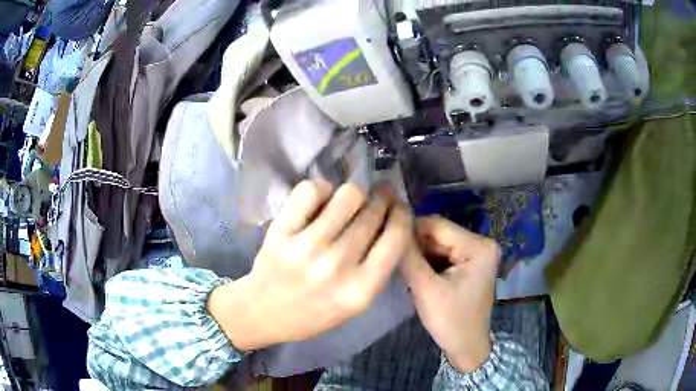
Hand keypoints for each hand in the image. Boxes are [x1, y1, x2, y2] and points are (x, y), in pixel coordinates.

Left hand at [208, 180, 411, 350]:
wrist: (263, 312)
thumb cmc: (314, 313)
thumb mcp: (357, 303)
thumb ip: (377, 267)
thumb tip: (391, 220)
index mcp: (361, 289)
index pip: (396, 237)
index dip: (402, 214)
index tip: (399, 207)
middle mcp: (337, 265)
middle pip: (373, 212)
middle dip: (382, 200)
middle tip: (379, 197)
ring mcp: (306, 245)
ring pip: (348, 195)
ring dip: (355, 194)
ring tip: (350, 202)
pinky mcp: (282, 231)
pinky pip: (311, 190)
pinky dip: (321, 190)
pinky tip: (321, 202)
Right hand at [401, 216, 499, 372]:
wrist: (466, 346)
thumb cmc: (450, 320)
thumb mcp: (426, 289)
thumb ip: (409, 258)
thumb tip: (391, 228)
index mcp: (479, 246)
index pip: (437, 225)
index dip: (410, 229)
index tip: (385, 237)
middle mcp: (482, 243)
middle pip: (439, 234)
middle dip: (414, 244)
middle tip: (390, 254)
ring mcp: (477, 254)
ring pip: (439, 244)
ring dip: (419, 253)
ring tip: (398, 263)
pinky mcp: (470, 264)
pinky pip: (444, 255)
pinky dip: (427, 261)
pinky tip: (413, 271)